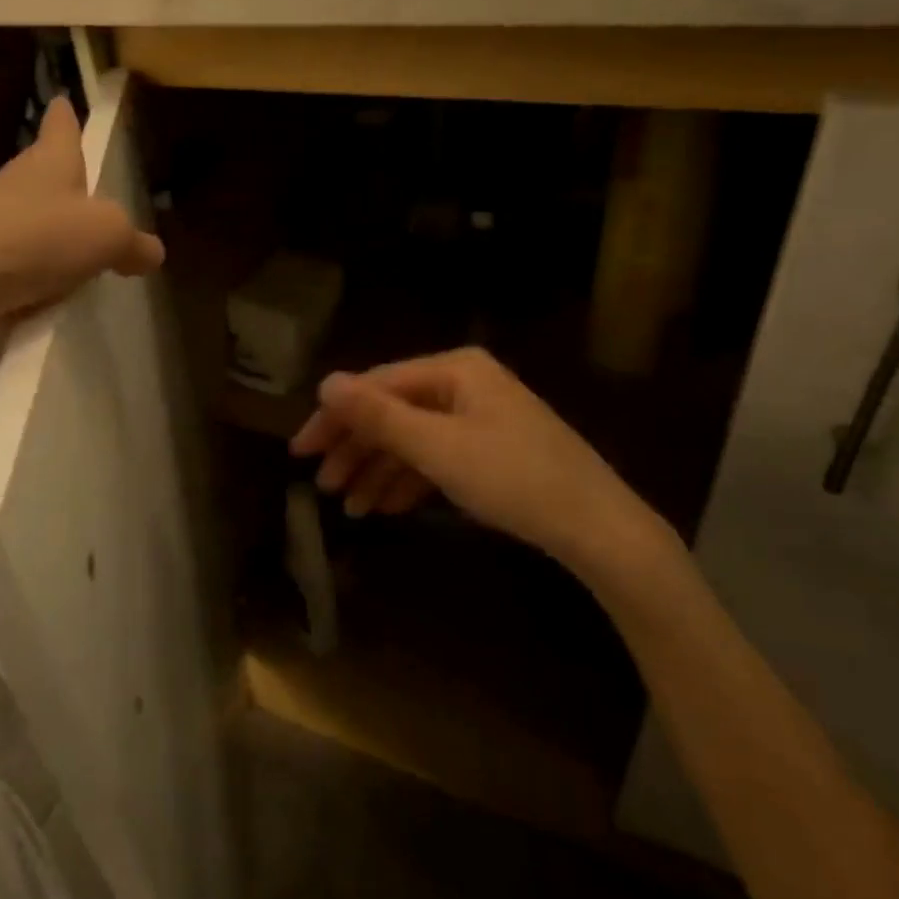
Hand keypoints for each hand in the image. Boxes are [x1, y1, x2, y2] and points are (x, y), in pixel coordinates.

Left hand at [0, 97, 162, 369]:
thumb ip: (133, 242)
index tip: (63, 100)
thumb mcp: (107, 236)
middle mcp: (16, 187)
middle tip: (92, 201)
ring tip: (81, 262)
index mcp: (48, 163)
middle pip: (44, 177)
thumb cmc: (36, 240)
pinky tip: (52, 301)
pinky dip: (35, 281)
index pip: (60, 128)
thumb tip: (151, 252)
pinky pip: (18, 270)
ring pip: (30, 226)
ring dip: (51, 239)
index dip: (66, 116)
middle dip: (64, 185)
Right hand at [290, 347, 680, 586]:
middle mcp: (464, 384)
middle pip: (393, 412)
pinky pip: (436, 458)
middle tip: (322, 484)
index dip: (334, 418)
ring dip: (378, 471)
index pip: (377, 386)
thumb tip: (325, 381)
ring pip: (412, 439)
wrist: (598, 528)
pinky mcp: (490, 450)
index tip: (300, 451)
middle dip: (356, 450)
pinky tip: (385, 507)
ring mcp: (479, 417)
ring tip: (350, 507)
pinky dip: (409, 481)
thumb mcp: (438, 447)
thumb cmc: (514, 479)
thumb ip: (378, 415)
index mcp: (454, 370)